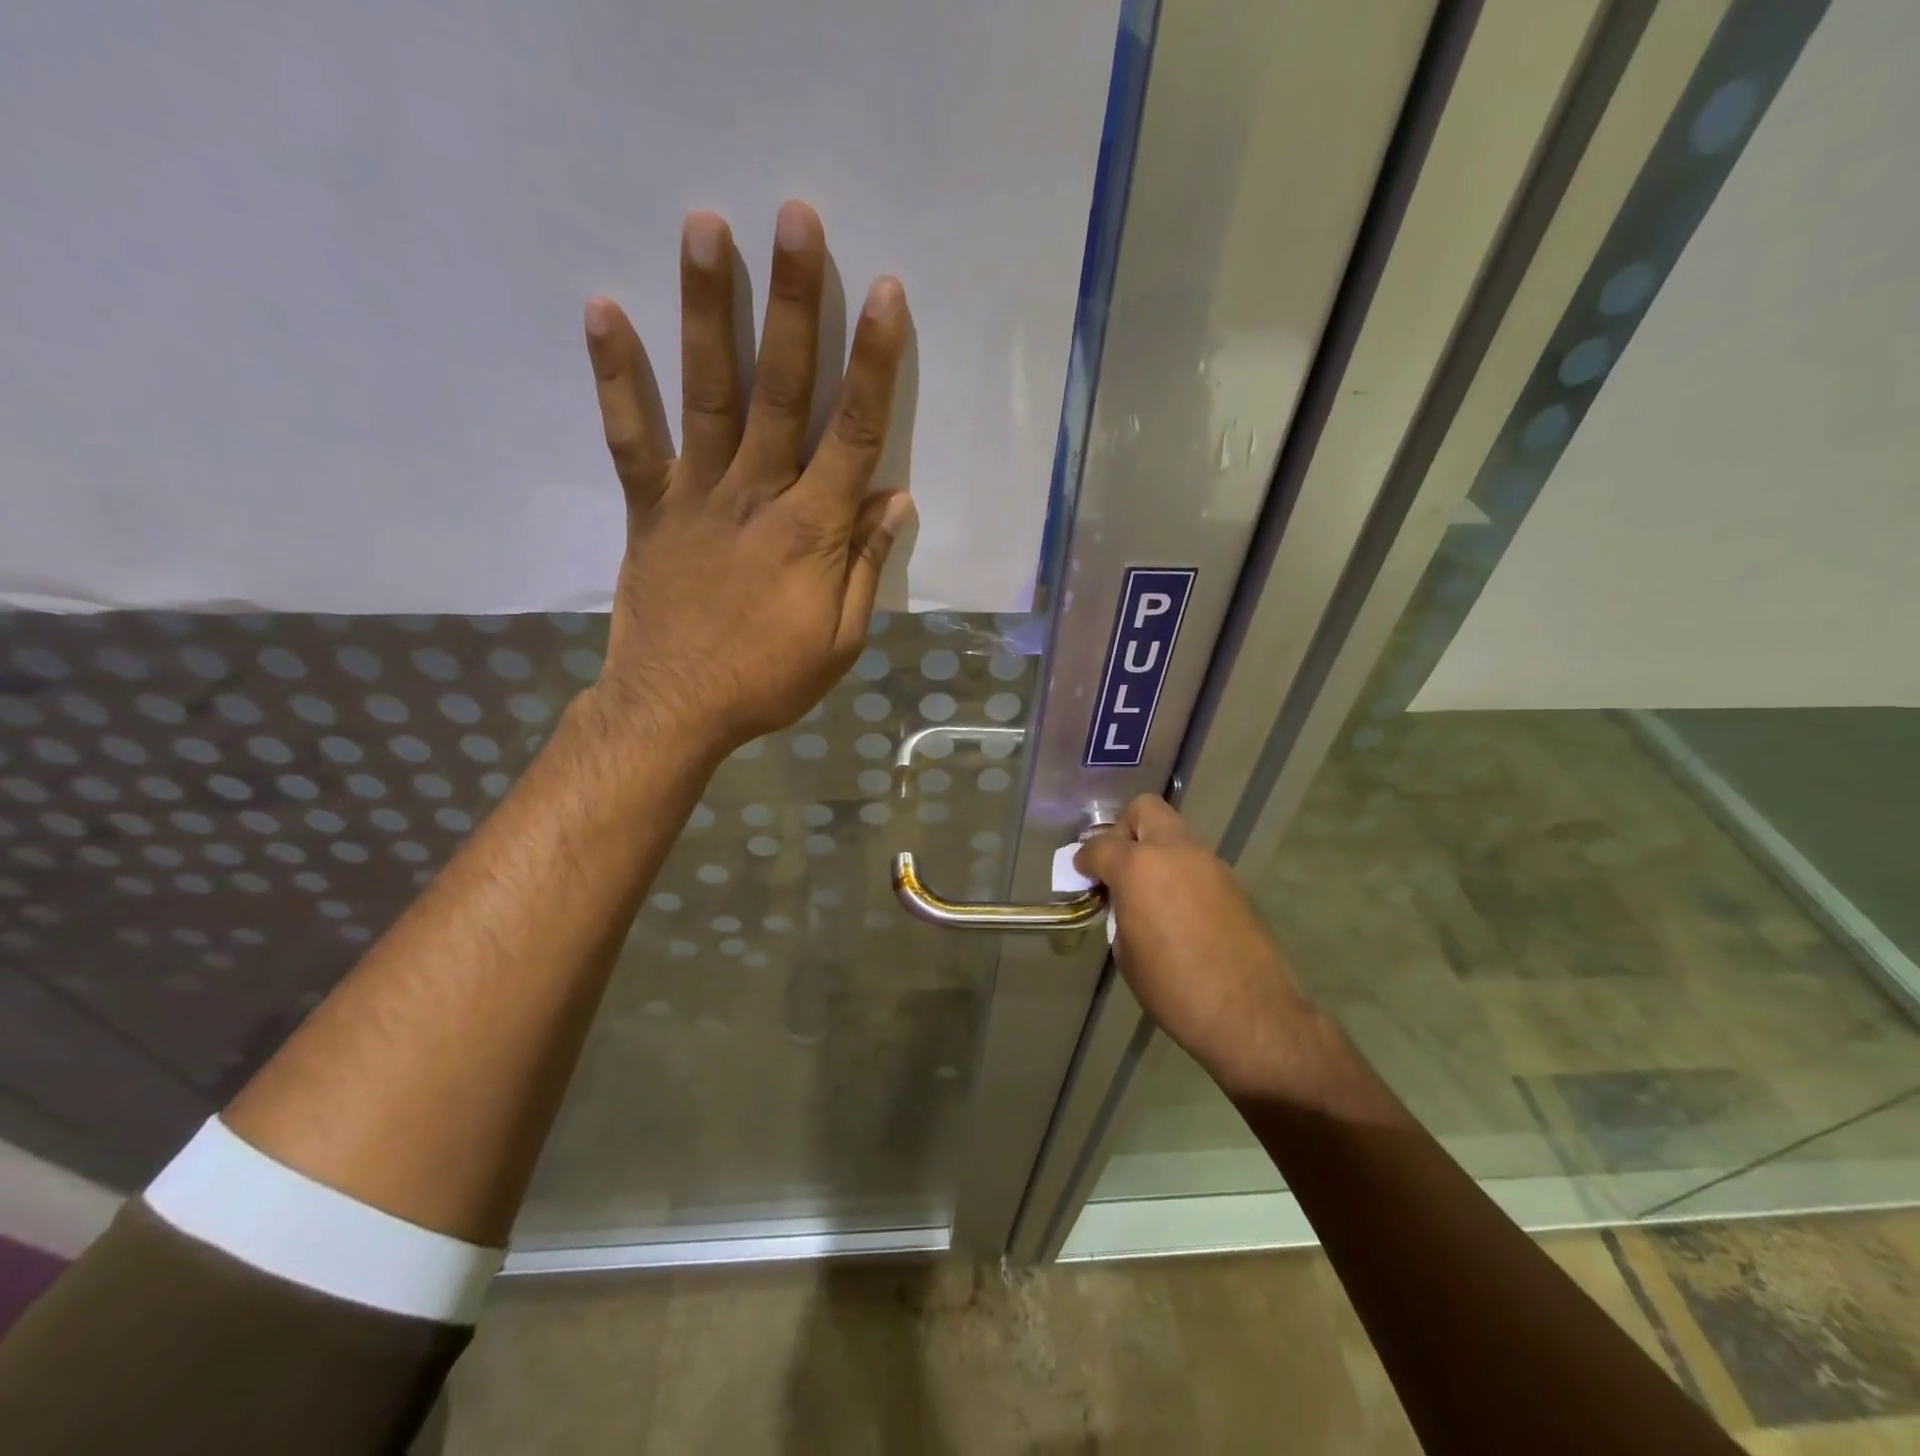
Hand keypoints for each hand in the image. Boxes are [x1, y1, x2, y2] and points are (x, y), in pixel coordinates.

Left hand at [577, 201, 913, 758]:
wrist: (676, 709)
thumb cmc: (768, 680)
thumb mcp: (840, 639)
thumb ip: (865, 565)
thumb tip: (896, 500)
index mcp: (812, 532)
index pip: (854, 435)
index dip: (874, 364)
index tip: (885, 294)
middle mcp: (756, 497)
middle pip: (782, 390)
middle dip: (794, 304)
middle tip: (797, 218)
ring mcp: (696, 496)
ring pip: (708, 394)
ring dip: (708, 311)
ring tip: (706, 227)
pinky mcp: (650, 508)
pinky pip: (631, 438)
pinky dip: (617, 377)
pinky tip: (605, 310)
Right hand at [1076, 796, 1328, 1099]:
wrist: (1249, 1014)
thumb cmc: (1173, 988)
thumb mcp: (1126, 952)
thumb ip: (1120, 911)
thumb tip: (1125, 901)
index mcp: (1139, 867)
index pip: (1100, 845)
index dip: (1085, 859)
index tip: (1083, 875)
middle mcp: (1176, 852)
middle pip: (1145, 811)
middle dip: (1125, 831)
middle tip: (1120, 867)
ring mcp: (1210, 864)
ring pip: (1175, 836)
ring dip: (1157, 854)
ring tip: (1150, 895)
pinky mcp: (1234, 883)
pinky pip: (1196, 864)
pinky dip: (1181, 875)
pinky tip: (1180, 913)